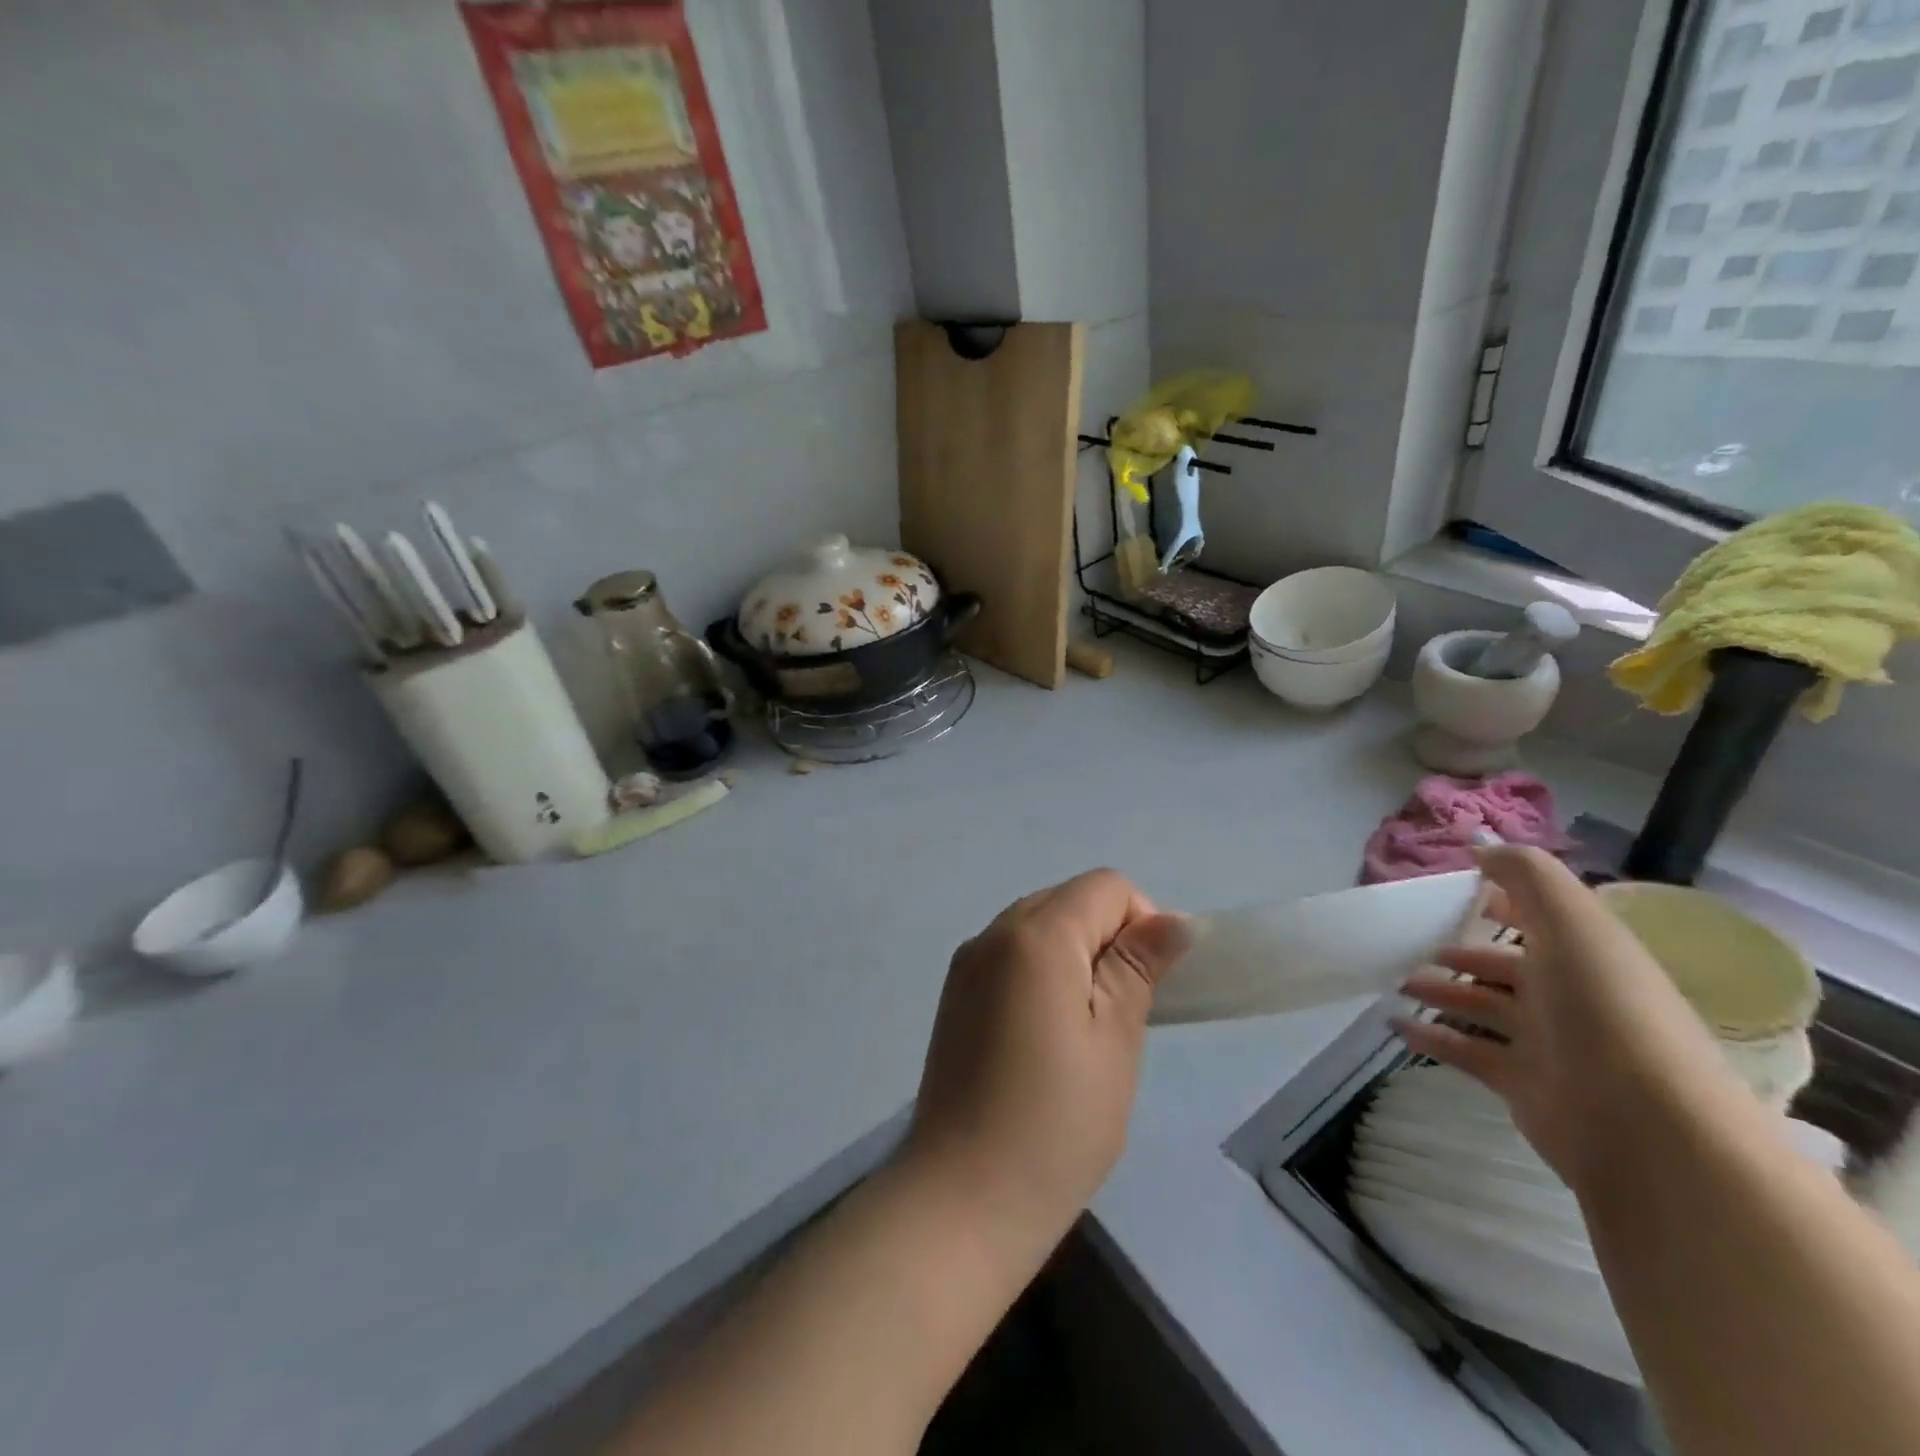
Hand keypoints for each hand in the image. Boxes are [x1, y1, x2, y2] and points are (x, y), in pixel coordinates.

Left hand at [900, 870, 1190, 1267]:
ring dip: (1073, 957)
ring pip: (1038, 926)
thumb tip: (1172, 919)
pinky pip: (1010, 956)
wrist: (962, 1197)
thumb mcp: (1115, 1040)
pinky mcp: (954, 994)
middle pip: (1068, 900)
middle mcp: (992, 933)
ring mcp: (966, 963)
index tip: (1147, 986)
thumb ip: (1138, 966)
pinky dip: (1040, 974)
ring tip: (1083, 1031)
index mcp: (1035, 935)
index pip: (1105, 887)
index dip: (1140, 922)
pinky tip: (1043, 1037)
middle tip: (1120, 1013)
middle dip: (1106, 938)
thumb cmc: (1056, 1122)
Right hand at [1396, 846, 1732, 1192]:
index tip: (1458, 891)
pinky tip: (1396, 1025)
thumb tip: (1482, 844)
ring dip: (1440, 992)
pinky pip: (1466, 1051)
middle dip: (1463, 953)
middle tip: (1414, 944)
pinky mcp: (1522, 1085)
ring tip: (1397, 981)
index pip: (1543, 920)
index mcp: (1587, 955)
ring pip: (1483, 1008)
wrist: (1648, 1130)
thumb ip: (1527, 875)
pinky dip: (1432, 1037)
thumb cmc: (1607, 1010)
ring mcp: (1547, 1044)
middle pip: (1508, 967)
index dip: (1506, 902)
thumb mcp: (1573, 923)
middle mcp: (1570, 996)